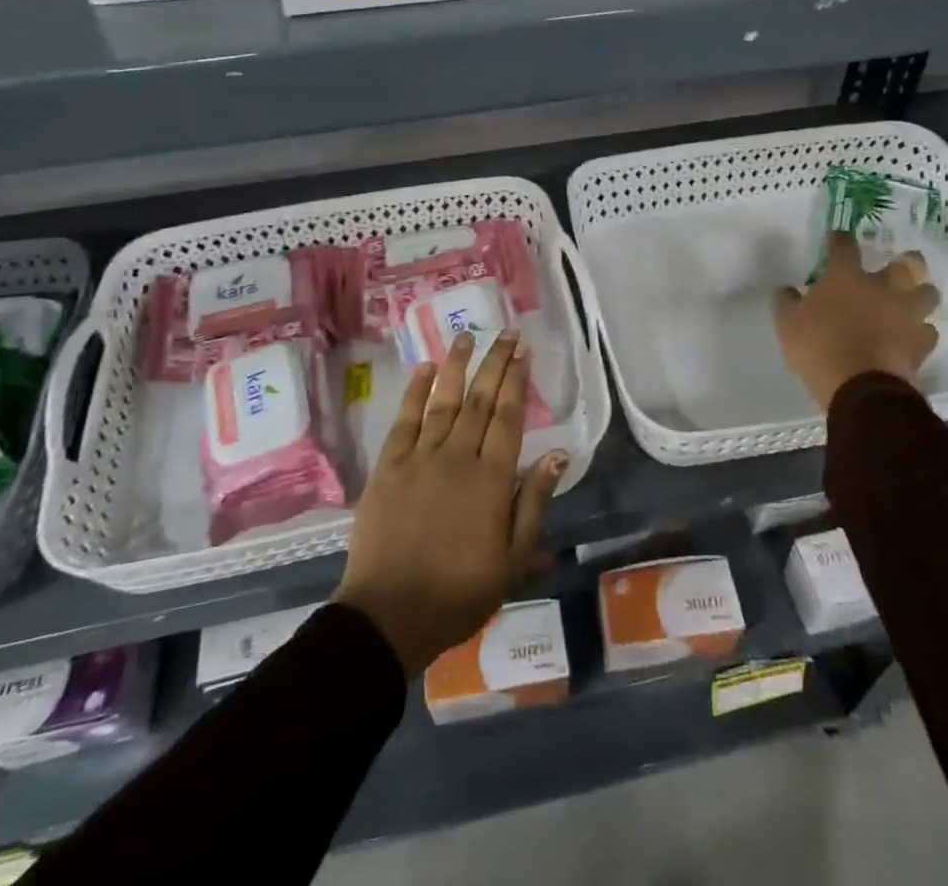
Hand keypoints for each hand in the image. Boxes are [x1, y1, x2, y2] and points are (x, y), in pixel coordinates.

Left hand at [334, 331, 568, 676]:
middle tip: (505, 332)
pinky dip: (414, 392)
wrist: (390, 616)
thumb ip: (534, 502)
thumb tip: (559, 454)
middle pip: (480, 399)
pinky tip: (424, 369)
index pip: (508, 416)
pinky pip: (404, 420)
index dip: (517, 380)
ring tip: (467, 336)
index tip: (523, 351)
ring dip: (457, 366)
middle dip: (495, 362)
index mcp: (491, 479)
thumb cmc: (459, 593)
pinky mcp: (388, 467)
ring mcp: (419, 458)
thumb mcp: (513, 560)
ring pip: (443, 400)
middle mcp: (457, 457)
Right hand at [771, 233, 940, 409]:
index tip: (836, 239)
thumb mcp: (787, 324)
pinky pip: (928, 332)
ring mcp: (906, 316)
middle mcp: (882, 289)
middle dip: (907, 261)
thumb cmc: (818, 348)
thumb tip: (787, 290)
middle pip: (907, 264)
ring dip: (921, 295)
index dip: (839, 239)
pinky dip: (920, 333)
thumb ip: (786, 302)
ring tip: (911, 302)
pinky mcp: (920, 344)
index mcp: (846, 278)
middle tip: (898, 267)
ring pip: (928, 295)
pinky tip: (911, 338)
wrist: (859, 388)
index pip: (844, 245)